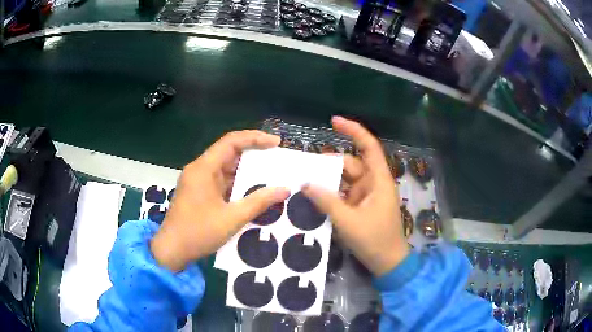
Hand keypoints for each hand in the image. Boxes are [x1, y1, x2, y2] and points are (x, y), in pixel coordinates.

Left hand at [150, 131, 290, 271]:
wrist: (172, 251)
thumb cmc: (198, 233)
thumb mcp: (232, 218)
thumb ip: (259, 202)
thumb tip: (284, 190)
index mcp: (204, 168)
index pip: (231, 141)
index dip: (255, 138)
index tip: (276, 143)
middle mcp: (199, 169)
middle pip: (228, 152)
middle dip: (253, 155)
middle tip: (276, 160)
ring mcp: (197, 181)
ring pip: (225, 168)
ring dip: (245, 171)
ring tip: (269, 176)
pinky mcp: (198, 192)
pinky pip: (220, 181)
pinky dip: (236, 183)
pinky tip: (251, 192)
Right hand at [302, 117, 408, 275]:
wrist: (388, 263)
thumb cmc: (374, 240)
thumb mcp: (348, 221)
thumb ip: (327, 201)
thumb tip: (305, 184)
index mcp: (378, 180)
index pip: (368, 147)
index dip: (353, 131)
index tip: (334, 121)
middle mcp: (373, 183)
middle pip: (351, 164)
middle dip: (329, 164)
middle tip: (304, 169)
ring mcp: (367, 195)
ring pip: (345, 179)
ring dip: (328, 181)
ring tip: (305, 183)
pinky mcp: (361, 206)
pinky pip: (344, 193)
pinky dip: (331, 193)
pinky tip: (315, 197)